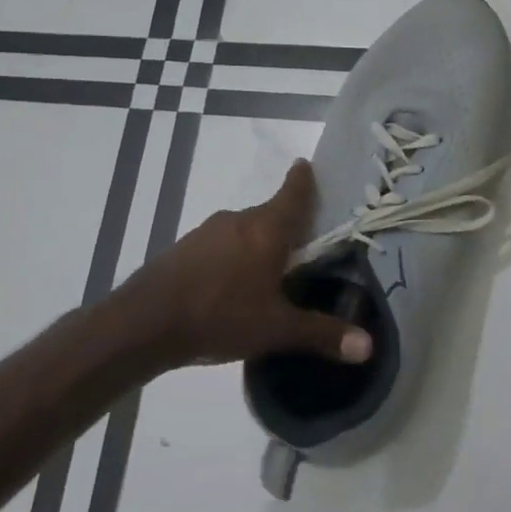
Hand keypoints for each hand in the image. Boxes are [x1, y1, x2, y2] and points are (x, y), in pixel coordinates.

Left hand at [124, 160, 372, 369]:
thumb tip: (368, 346)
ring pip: (243, 231)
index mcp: (266, 229)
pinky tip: (230, 286)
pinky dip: (232, 257)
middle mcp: (238, 220)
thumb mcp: (276, 330)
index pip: (293, 193)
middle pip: (270, 214)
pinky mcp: (183, 249)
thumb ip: (322, 334)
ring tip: (268, 272)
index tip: (306, 164)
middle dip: (286, 226)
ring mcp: (206, 232)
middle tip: (303, 245)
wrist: (142, 323)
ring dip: (257, 244)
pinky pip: (220, 245)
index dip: (303, 178)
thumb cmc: (220, 316)